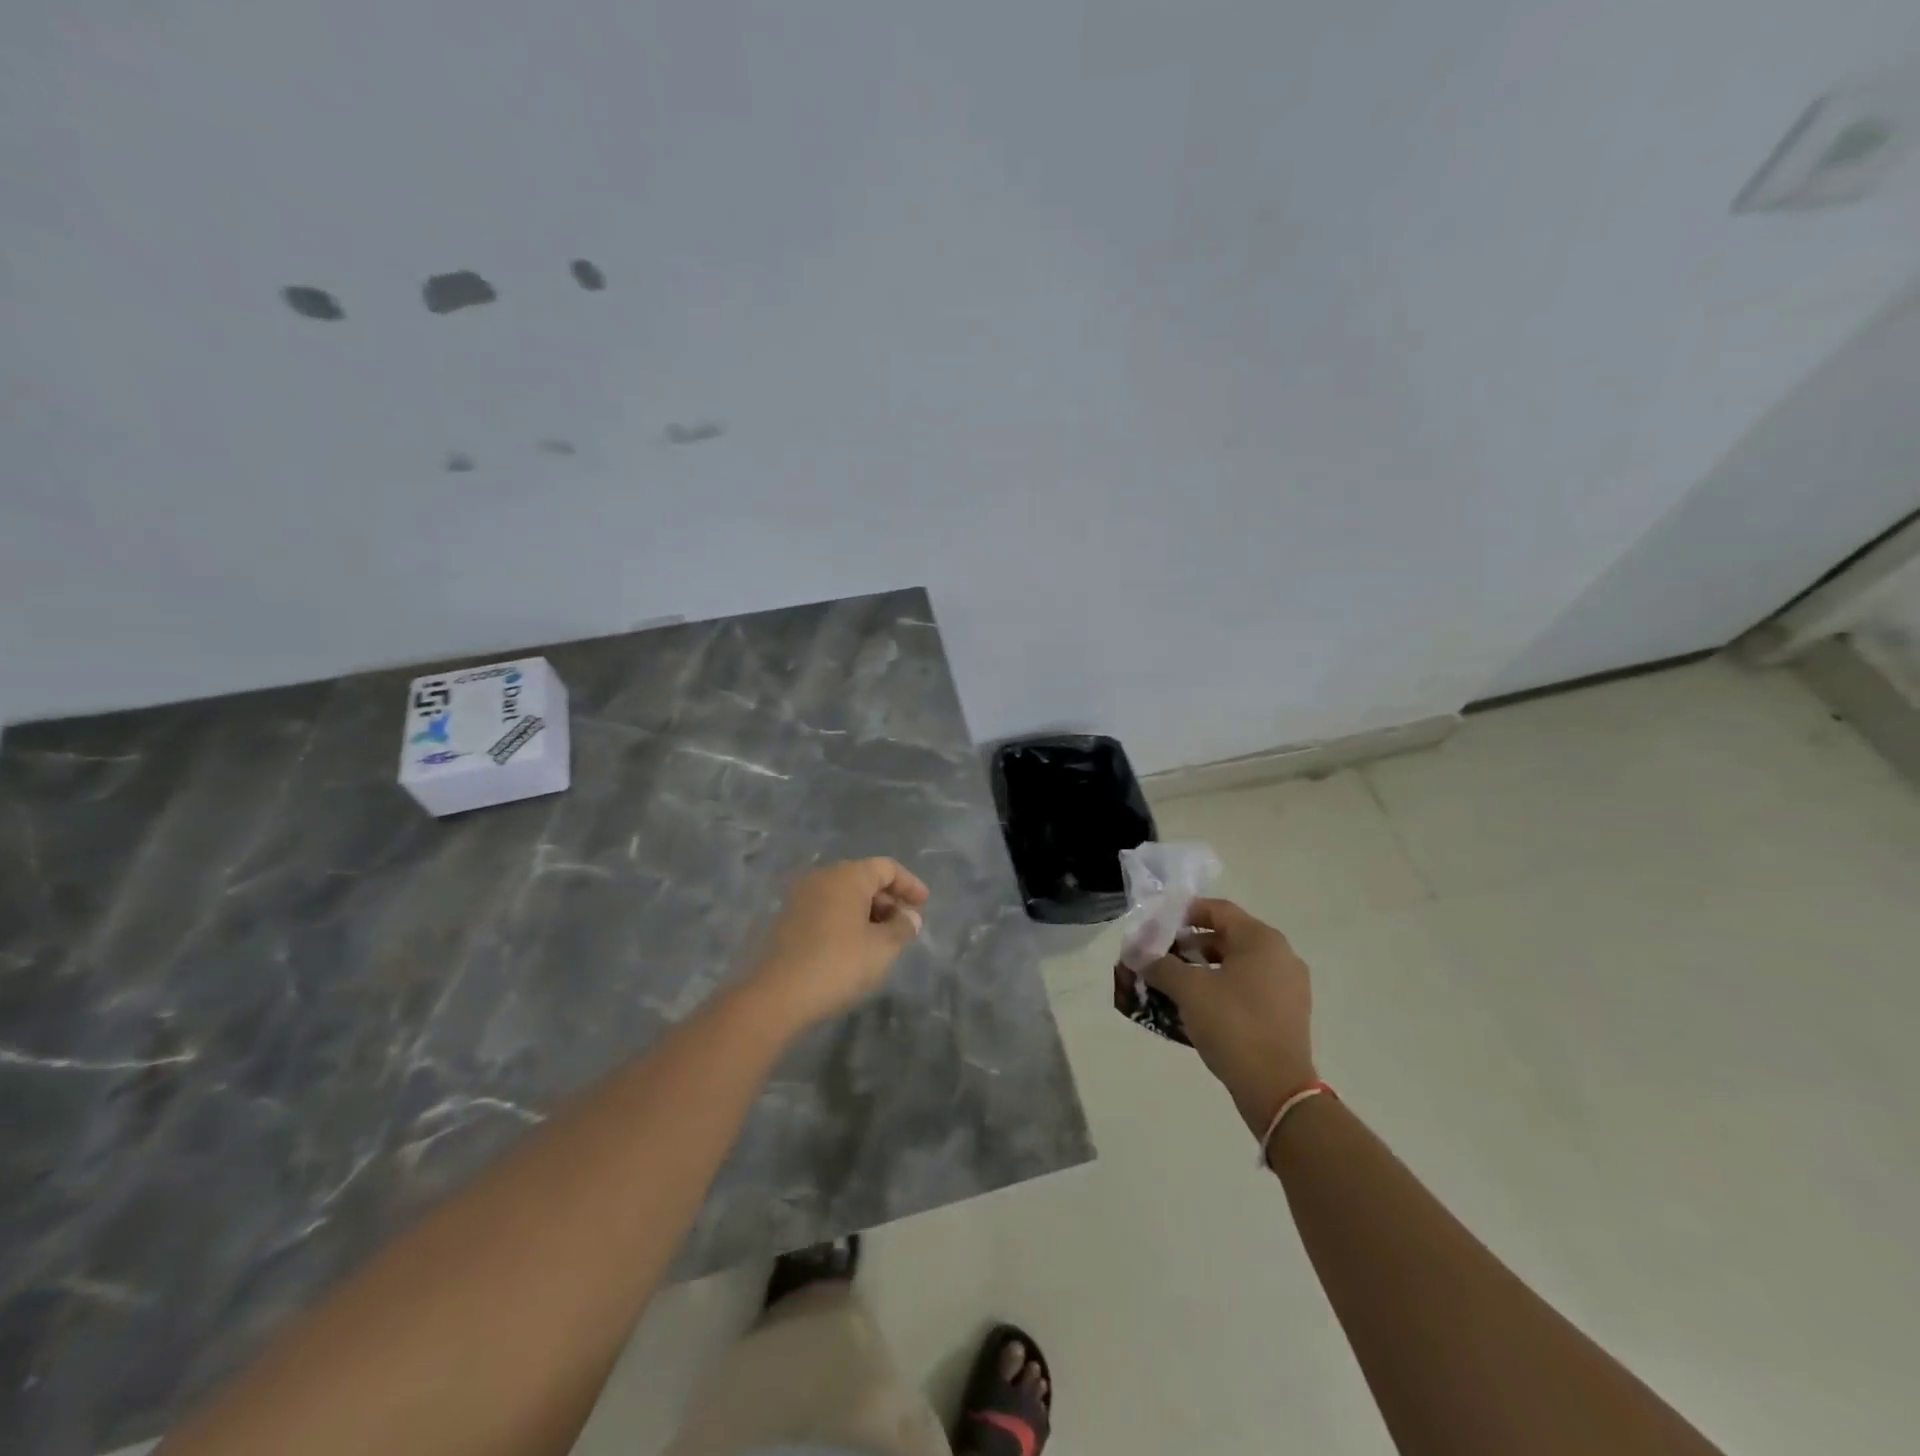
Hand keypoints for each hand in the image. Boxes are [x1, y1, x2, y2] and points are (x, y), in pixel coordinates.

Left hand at [746, 858, 929, 1031]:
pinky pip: (826, 910)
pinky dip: (845, 921)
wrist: (776, 995)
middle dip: (888, 900)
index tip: (924, 905)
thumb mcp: (882, 948)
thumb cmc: (838, 963)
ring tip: (882, 940)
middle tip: (904, 926)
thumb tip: (909, 917)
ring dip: (867, 912)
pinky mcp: (787, 919)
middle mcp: (822, 877)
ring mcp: (800, 897)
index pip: (886, 868)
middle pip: (863, 879)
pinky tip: (854, 947)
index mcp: (847, 875)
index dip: (909, 884)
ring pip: (843, 895)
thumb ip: (902, 928)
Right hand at [1140, 898, 1315, 1135]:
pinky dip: (1220, 989)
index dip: (1183, 913)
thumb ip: (1160, 965)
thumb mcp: (1188, 990)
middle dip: (1188, 945)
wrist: (1276, 1089)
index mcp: (1261, 940)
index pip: (1218, 909)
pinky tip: (1195, 1008)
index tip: (1156, 927)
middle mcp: (1280, 956)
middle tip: (1159, 958)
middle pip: (1226, 937)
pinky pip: (1247, 989)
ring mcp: (1288, 987)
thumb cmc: (1233, 1025)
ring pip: (1236, 965)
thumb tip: (1138, 955)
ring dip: (1202, 969)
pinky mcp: (1286, 1014)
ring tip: (1171, 984)